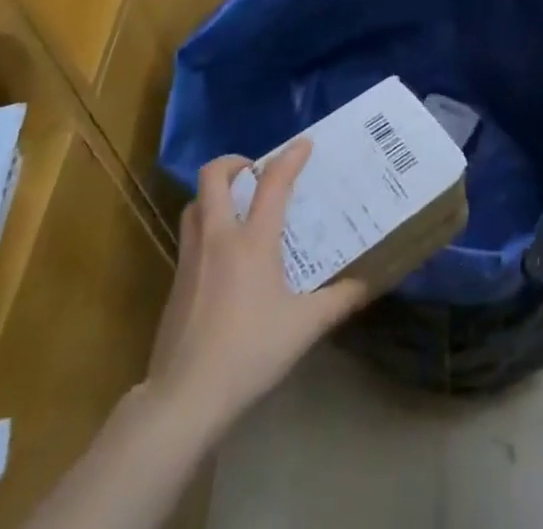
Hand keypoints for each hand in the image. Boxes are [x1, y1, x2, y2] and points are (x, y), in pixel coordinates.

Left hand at [144, 143, 370, 439]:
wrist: (184, 398)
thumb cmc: (248, 353)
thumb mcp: (304, 327)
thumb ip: (338, 301)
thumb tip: (368, 283)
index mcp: (253, 241)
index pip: (273, 182)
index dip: (290, 157)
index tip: (305, 144)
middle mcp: (218, 237)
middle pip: (214, 177)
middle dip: (234, 162)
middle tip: (254, 171)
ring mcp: (191, 258)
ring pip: (195, 204)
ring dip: (214, 193)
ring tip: (236, 206)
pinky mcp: (174, 282)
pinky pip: (188, 235)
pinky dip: (205, 226)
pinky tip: (221, 255)